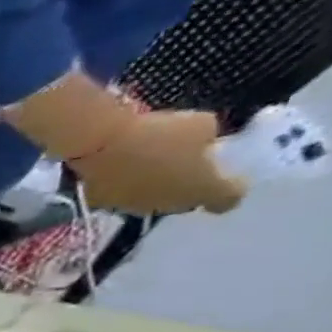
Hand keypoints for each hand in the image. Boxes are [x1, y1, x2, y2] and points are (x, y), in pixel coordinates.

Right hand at [71, 110, 246, 215]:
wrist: (100, 145)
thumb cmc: (159, 134)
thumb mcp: (201, 124)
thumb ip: (207, 140)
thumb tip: (200, 144)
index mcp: (203, 189)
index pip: (228, 199)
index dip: (231, 189)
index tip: (229, 177)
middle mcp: (169, 206)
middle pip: (187, 201)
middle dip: (188, 185)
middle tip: (185, 164)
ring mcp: (133, 207)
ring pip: (152, 200)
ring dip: (156, 186)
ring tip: (149, 164)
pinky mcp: (103, 204)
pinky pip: (122, 195)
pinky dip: (125, 185)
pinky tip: (121, 168)